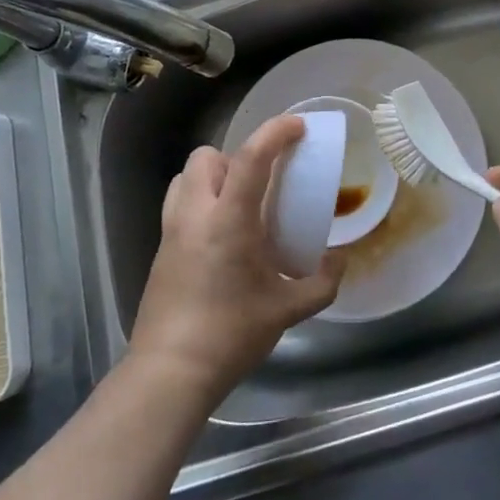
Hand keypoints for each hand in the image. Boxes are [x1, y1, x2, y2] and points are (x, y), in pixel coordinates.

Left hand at [129, 115, 343, 400]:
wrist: (170, 373)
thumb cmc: (231, 334)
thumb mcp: (287, 310)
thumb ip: (322, 281)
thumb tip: (339, 260)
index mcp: (228, 220)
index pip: (250, 158)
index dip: (275, 132)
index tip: (297, 126)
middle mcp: (195, 215)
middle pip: (206, 156)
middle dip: (235, 156)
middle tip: (261, 183)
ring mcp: (171, 232)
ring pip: (185, 177)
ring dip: (212, 177)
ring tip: (238, 204)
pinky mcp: (160, 251)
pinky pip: (178, 205)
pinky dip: (200, 202)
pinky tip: (220, 238)